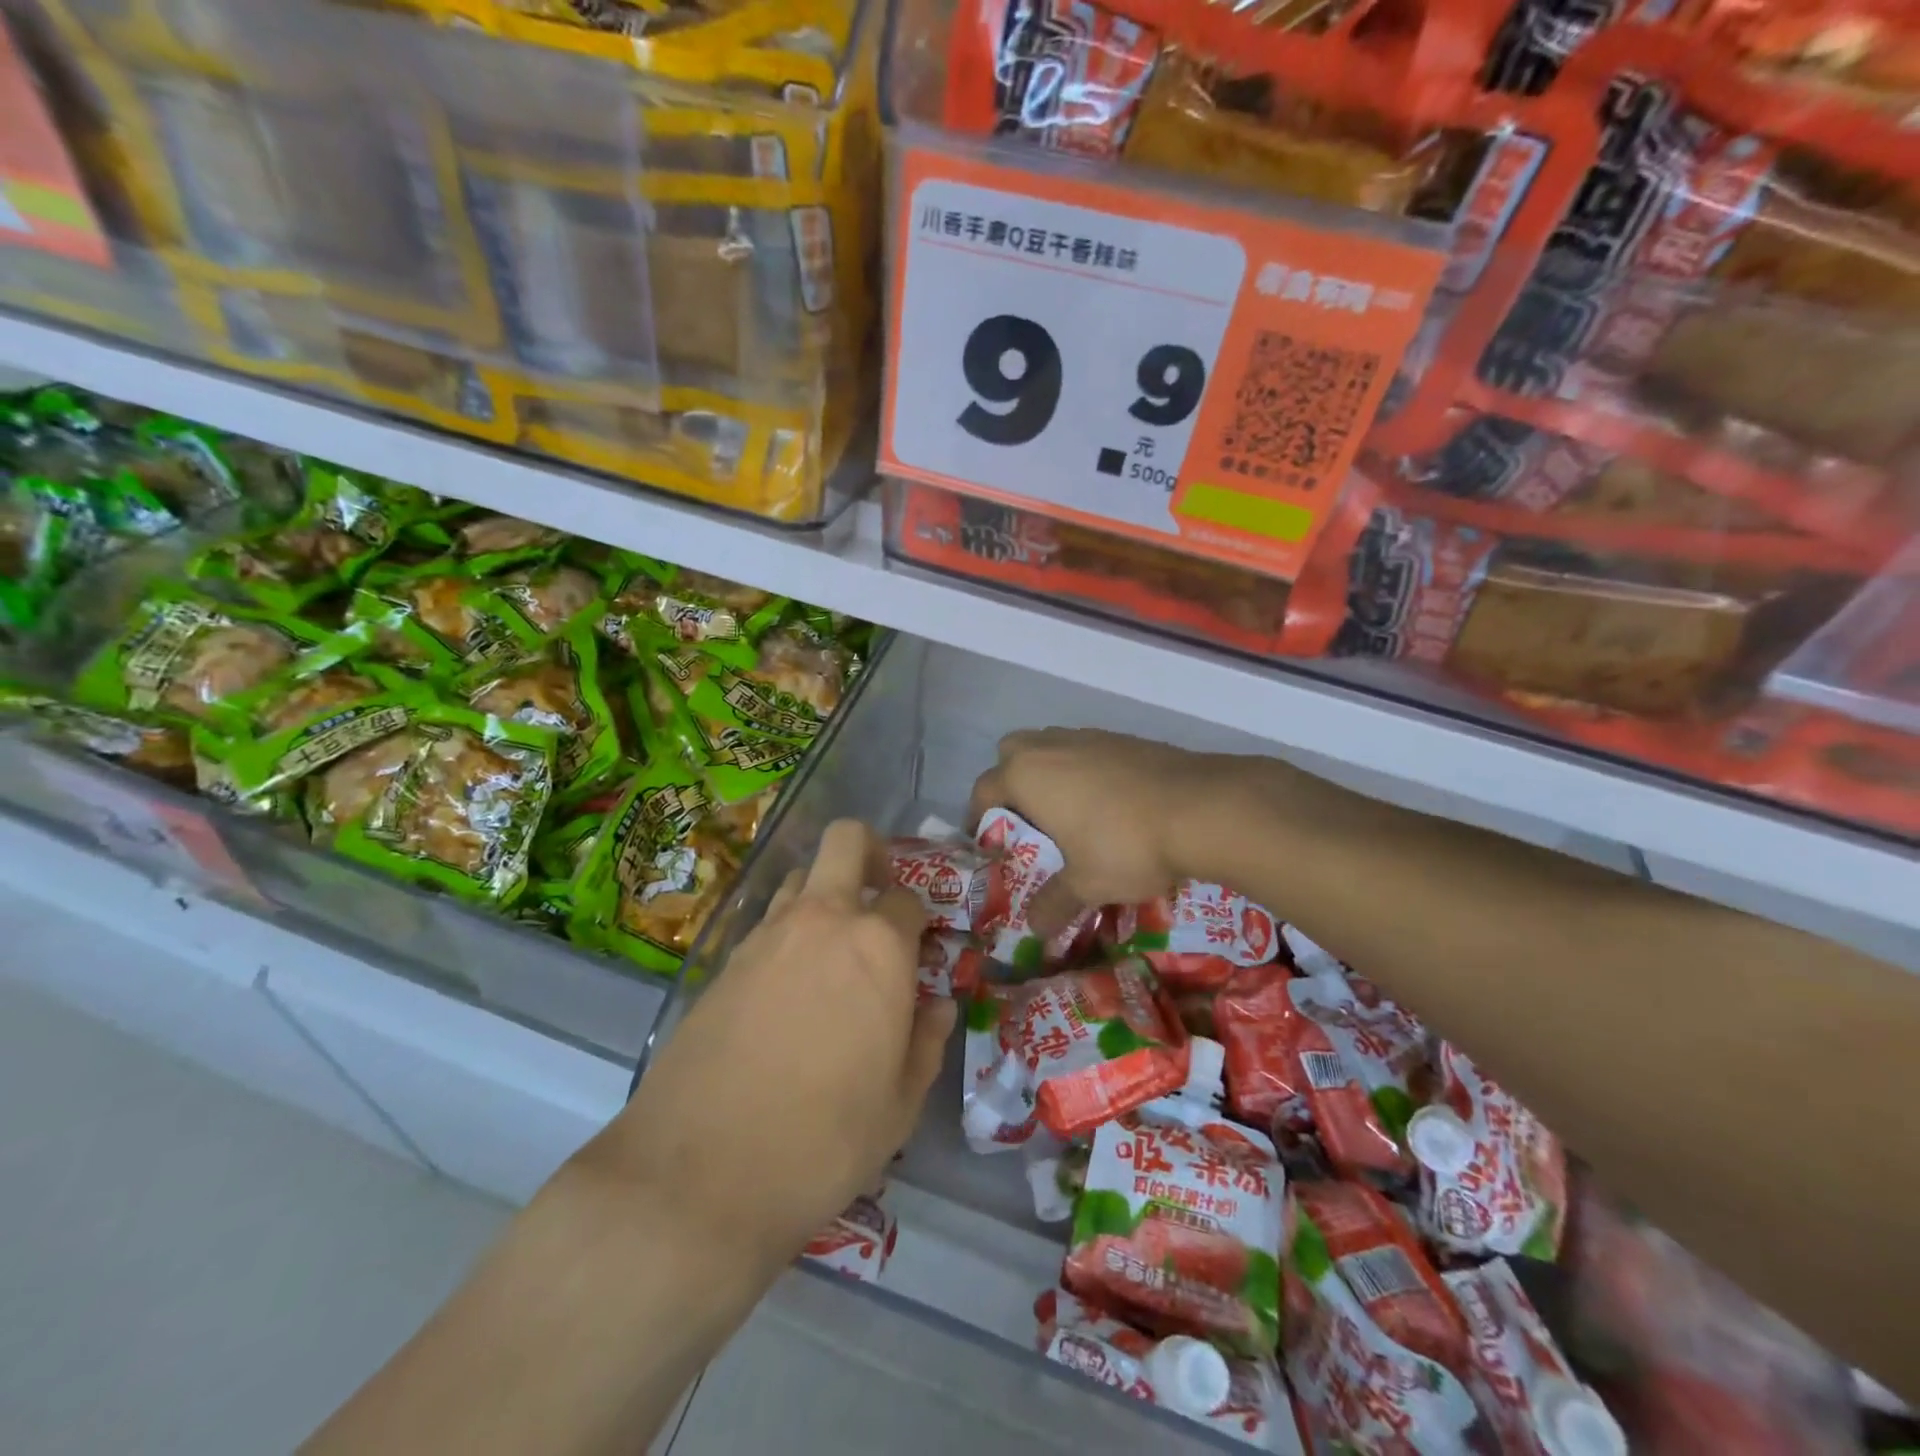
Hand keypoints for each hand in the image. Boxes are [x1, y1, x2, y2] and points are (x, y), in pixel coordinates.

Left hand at [597, 820, 952, 1273]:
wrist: (699, 1175)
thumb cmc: (824, 1141)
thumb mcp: (899, 1106)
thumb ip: (926, 1043)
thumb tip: (938, 1006)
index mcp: (877, 946)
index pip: (908, 899)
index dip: (920, 921)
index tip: (920, 951)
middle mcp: (822, 920)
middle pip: (846, 840)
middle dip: (870, 851)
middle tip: (878, 893)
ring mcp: (766, 935)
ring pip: (799, 876)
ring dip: (823, 893)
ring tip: (831, 947)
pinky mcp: (723, 961)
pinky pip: (766, 922)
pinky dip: (787, 933)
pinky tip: (788, 987)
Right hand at [968, 727, 1240, 934]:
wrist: (1202, 808)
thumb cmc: (1126, 845)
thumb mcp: (1086, 884)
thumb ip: (1053, 904)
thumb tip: (1034, 928)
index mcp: (1026, 775)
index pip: (983, 789)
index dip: (979, 817)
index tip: (990, 842)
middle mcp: (1050, 746)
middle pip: (1011, 753)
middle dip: (1011, 781)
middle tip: (1028, 820)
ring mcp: (1089, 736)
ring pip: (1052, 746)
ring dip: (1050, 772)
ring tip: (1069, 812)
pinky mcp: (1124, 738)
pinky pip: (1087, 749)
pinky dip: (1085, 769)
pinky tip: (1109, 803)